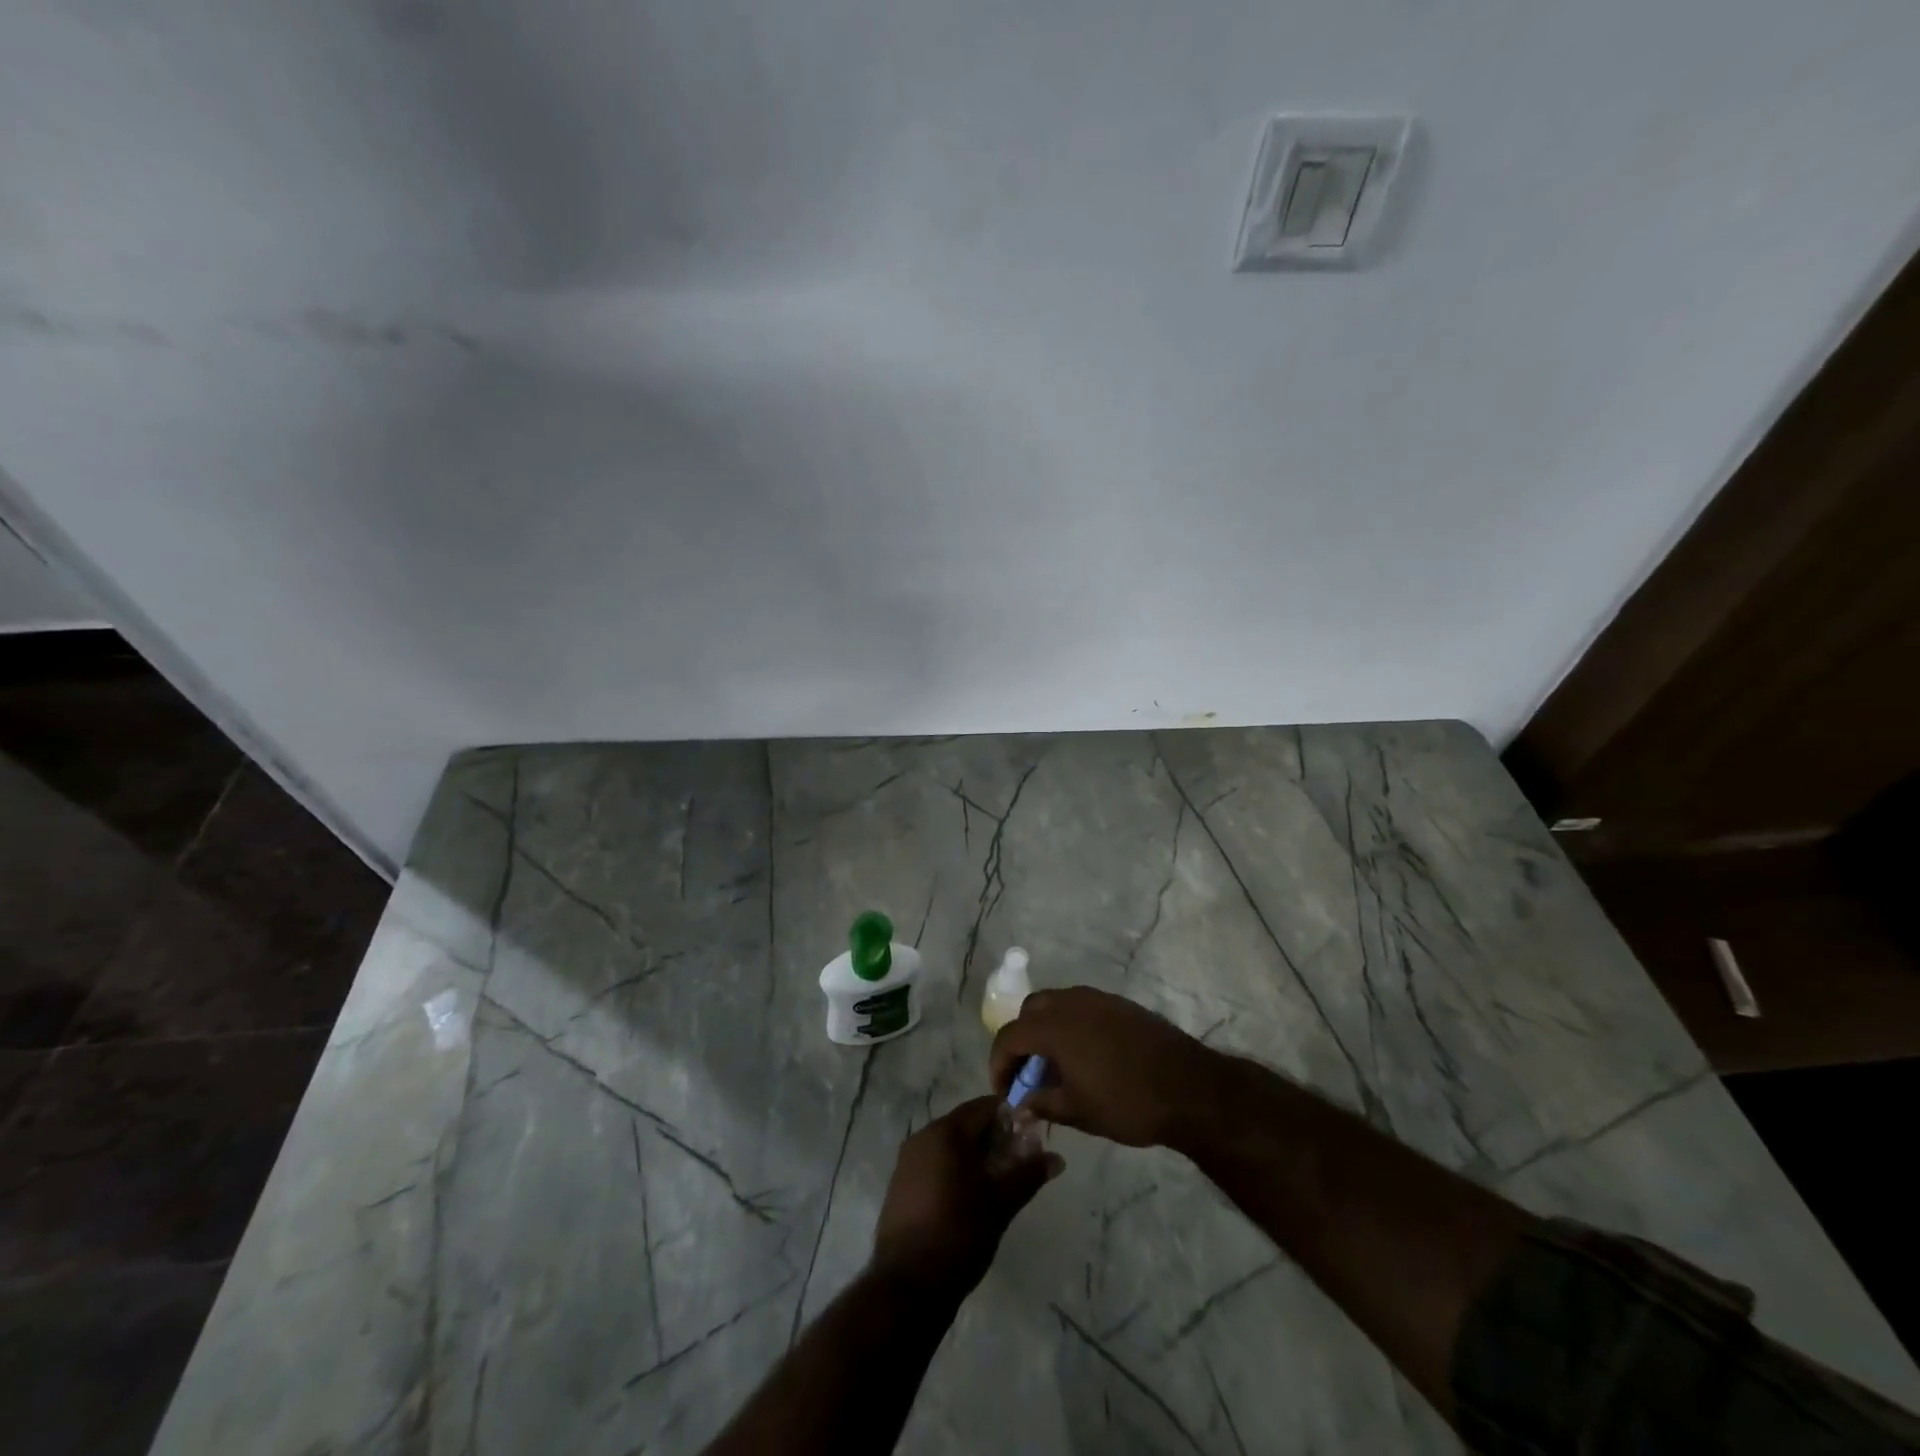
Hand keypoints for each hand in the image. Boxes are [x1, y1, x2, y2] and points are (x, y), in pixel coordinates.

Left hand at [872, 1097, 1062, 1295]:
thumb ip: (1028, 1175)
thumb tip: (1057, 1158)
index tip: (1030, 1135)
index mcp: (945, 1132)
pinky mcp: (901, 1184)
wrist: (907, 1285)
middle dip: (994, 1139)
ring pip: (950, 1145)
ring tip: (998, 1183)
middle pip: (966, 1125)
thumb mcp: (1000, 1204)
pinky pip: (934, 1163)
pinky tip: (970, 1197)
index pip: (983, 1107)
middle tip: (1018, 1163)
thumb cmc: (959, 1234)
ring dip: (975, 1156)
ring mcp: (908, 1161)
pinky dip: (954, 1170)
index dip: (1010, 1117)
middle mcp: (923, 1136)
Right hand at [989, 987, 1225, 1149]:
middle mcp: (1071, 1002)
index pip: (1010, 1035)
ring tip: (1056, 1066)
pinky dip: (1072, 1026)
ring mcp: (1098, 999)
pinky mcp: (1120, 1004)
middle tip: (1029, 1074)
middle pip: (1031, 1011)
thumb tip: (1021, 1105)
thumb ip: (1042, 1104)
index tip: (1005, 1090)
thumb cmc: (1127, 1102)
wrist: (1189, 1088)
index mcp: (1054, 1026)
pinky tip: (1085, 1056)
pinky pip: (1082, 1007)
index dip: (1000, 1063)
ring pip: (1057, 1004)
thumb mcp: (1078, 1111)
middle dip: (1022, 1040)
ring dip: (1047, 1030)